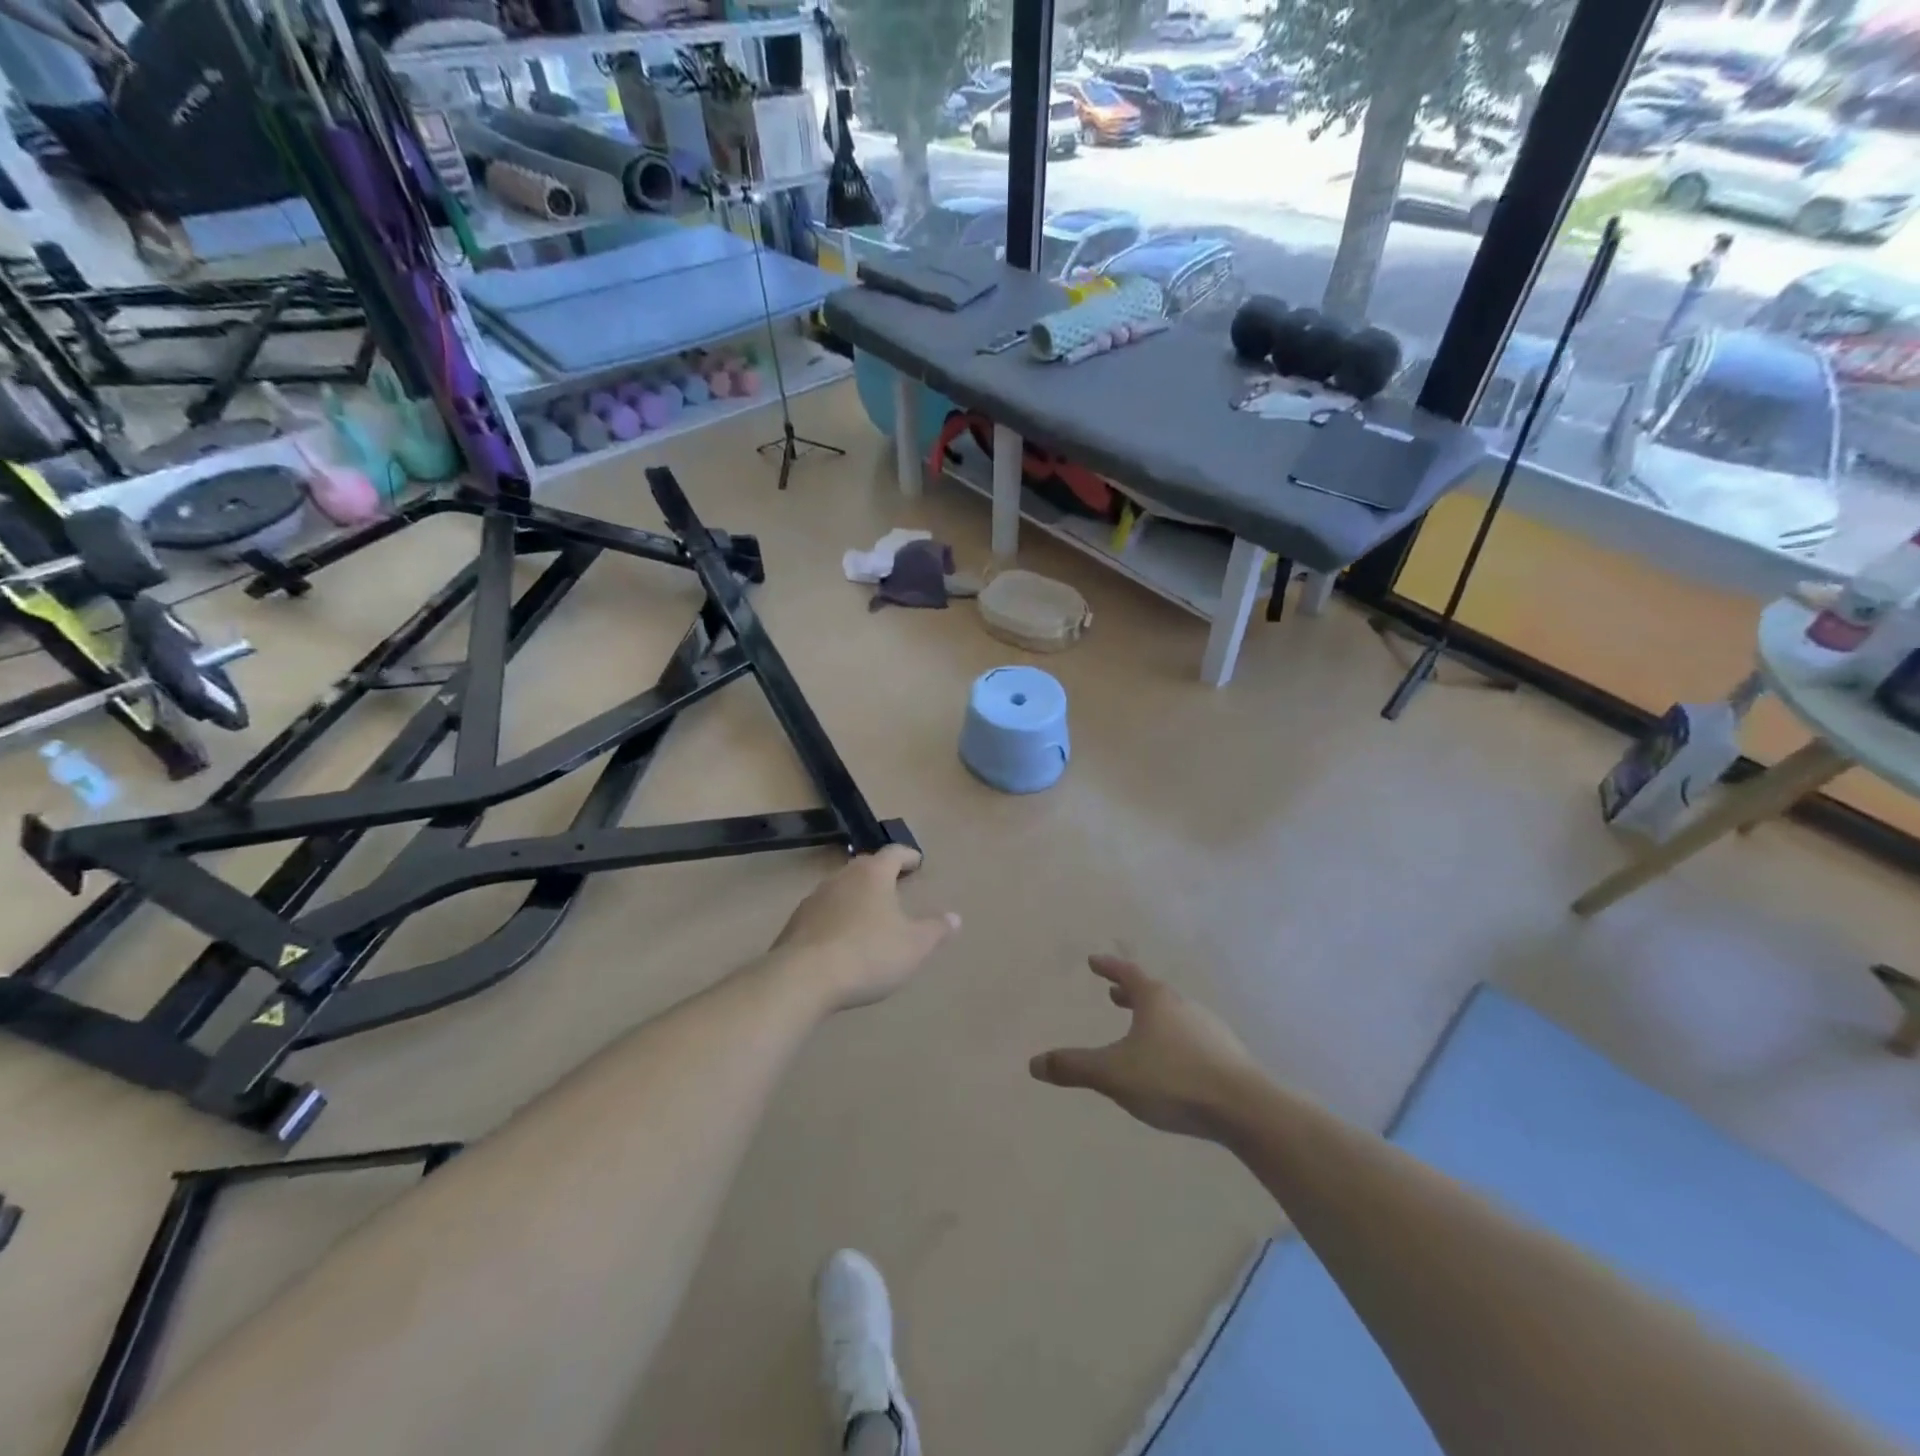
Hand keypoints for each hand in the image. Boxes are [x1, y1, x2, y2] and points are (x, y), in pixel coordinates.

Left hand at [769, 845, 958, 1011]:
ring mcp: (814, 899)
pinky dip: (836, 918)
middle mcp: (841, 878)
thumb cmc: (868, 954)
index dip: (907, 856)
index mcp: (872, 875)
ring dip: (856, 895)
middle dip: (880, 873)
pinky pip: (822, 913)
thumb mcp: (914, 946)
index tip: (917, 862)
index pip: (893, 853)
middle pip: (864, 866)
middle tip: (894, 884)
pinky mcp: (795, 924)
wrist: (803, 979)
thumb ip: (936, 930)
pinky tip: (841, 939)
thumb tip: (955, 918)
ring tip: (869, 912)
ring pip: (840, 888)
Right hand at [1030, 956, 1263, 1140]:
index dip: (1109, 967)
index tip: (1094, 961)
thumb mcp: (1114, 1074)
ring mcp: (1209, 1029)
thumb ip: (1074, 1067)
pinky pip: (1191, 1038)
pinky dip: (1173, 1040)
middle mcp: (1183, 1006)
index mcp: (1156, 1000)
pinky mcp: (1227, 1055)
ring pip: (1173, 1015)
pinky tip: (1173, 1063)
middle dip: (1130, 994)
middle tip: (1114, 995)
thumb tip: (1033, 1063)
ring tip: (1140, 1031)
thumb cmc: (1172, 1080)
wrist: (1244, 1108)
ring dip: (1153, 1017)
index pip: (1127, 974)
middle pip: (1152, 993)